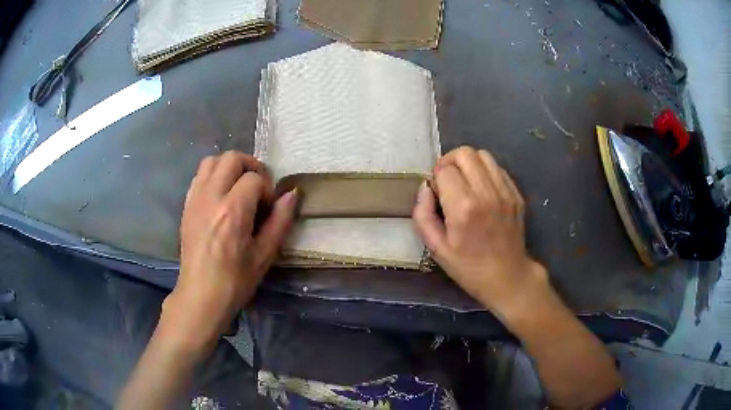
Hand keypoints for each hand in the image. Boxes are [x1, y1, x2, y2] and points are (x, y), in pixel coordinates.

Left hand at [164, 151, 296, 346]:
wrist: (201, 295)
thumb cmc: (235, 280)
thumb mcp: (265, 255)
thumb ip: (280, 221)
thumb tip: (292, 193)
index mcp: (233, 211)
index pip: (254, 178)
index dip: (267, 189)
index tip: (268, 209)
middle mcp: (211, 197)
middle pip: (231, 158)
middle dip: (250, 167)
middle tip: (258, 188)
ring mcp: (195, 199)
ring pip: (211, 161)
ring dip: (229, 167)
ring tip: (238, 187)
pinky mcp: (186, 205)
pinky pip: (199, 176)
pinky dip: (213, 176)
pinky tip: (220, 196)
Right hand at [413, 146, 547, 315]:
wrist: (507, 277)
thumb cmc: (468, 267)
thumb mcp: (436, 248)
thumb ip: (422, 215)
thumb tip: (424, 188)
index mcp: (464, 208)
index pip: (444, 170)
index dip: (436, 178)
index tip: (437, 194)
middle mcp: (486, 194)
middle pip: (464, 153)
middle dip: (450, 162)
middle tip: (447, 182)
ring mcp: (505, 192)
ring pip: (483, 155)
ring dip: (468, 163)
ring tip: (465, 183)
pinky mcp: (516, 194)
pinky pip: (497, 168)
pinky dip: (485, 172)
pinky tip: (482, 190)